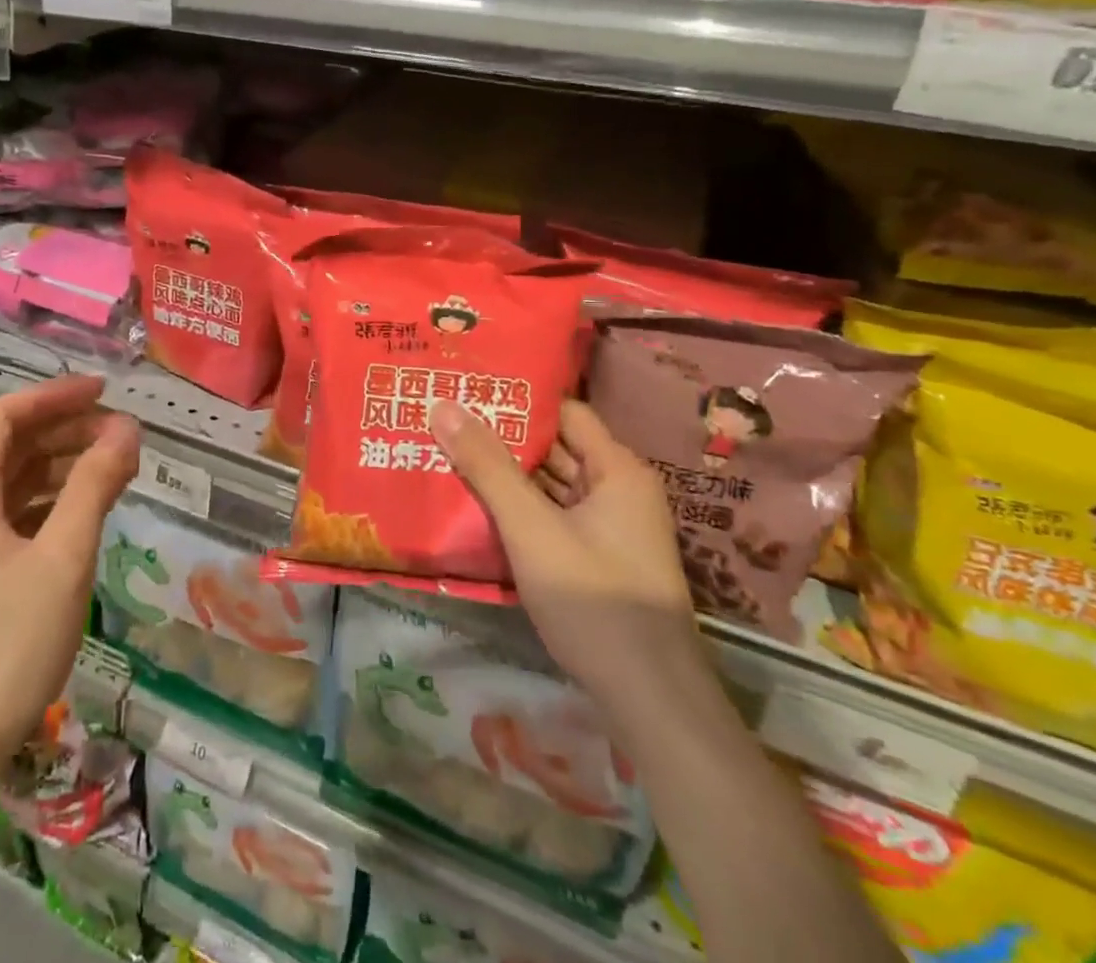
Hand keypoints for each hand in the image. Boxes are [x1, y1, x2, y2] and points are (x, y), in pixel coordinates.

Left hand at [0, 375, 140, 789]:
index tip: (106, 392)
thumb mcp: (63, 558)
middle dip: (67, 430)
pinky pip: (20, 516)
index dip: (55, 395)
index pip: (6, 416)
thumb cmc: (6, 647)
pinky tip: (90, 512)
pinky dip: (56, 502)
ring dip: (65, 465)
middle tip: (123, 434)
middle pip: (13, 445)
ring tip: (118, 468)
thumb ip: (94, 486)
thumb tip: (127, 428)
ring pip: (18, 482)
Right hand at [431, 397, 697, 717]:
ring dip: (509, 476)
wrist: (652, 703)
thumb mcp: (531, 528)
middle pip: (557, 448)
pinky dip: (522, 509)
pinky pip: (555, 517)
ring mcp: (613, 529)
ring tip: (450, 454)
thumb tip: (442, 405)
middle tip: (446, 420)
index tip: (467, 392)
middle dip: (504, 438)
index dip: (517, 401)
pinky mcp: (601, 560)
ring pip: (553, 485)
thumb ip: (486, 466)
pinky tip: (479, 507)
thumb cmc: (595, 602)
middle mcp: (620, 490)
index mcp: (618, 470)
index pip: (564, 413)